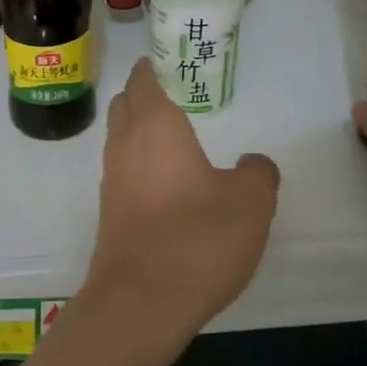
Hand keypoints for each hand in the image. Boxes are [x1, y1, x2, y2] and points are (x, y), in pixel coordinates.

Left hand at [87, 59, 280, 336]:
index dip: (154, 67)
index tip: (170, 63)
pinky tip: (168, 185)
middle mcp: (125, 145)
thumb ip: (257, 173)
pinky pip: (123, 172)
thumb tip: (253, 163)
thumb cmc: (197, 239)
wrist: (140, 302)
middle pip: (124, 104)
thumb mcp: (250, 203)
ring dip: (139, 131)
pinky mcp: (109, 213)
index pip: (144, 80)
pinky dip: (140, 165)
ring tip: (176, 140)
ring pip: (120, 139)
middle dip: (144, 95)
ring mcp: (111, 180)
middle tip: (176, 96)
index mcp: (155, 126)